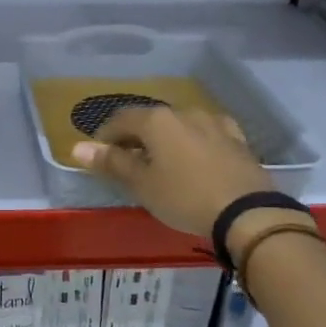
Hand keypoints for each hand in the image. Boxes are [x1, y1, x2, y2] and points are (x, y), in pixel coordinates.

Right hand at [70, 106, 273, 238]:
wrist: (248, 213)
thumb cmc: (184, 197)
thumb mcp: (142, 184)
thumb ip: (111, 163)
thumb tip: (77, 147)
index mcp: (157, 120)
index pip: (121, 119)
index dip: (105, 136)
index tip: (99, 155)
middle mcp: (184, 113)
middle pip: (151, 120)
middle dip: (135, 138)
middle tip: (127, 163)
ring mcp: (214, 124)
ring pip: (179, 126)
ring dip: (165, 140)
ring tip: (161, 163)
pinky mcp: (236, 140)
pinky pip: (205, 135)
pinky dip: (192, 144)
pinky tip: (194, 158)